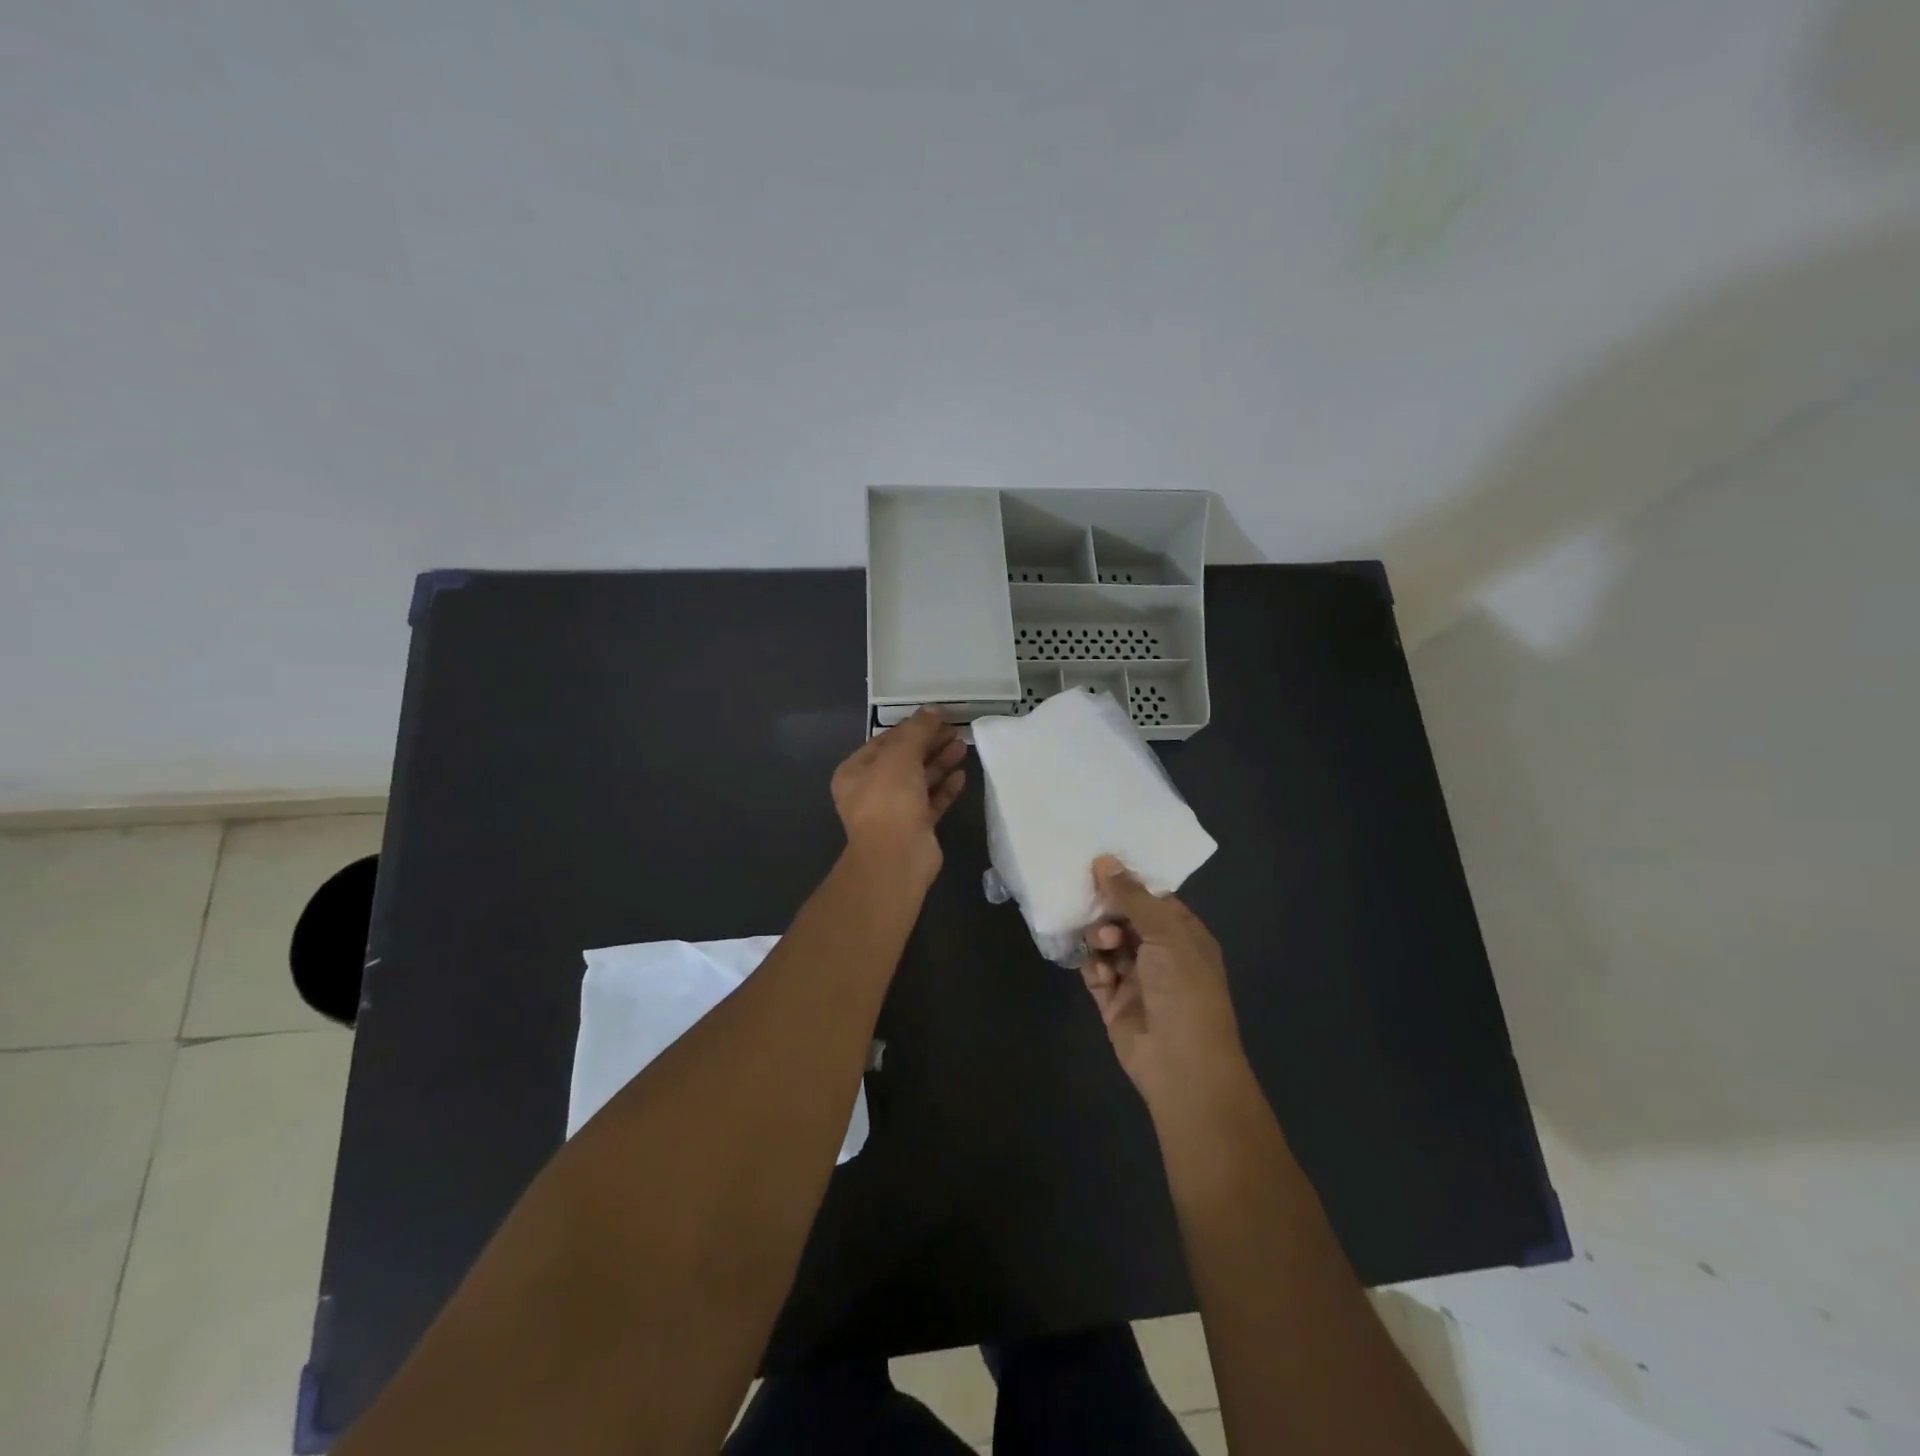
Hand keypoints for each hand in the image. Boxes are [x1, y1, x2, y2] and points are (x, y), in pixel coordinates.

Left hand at [831, 709, 966, 881]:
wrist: (896, 856)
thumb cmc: (889, 798)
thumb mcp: (901, 754)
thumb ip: (917, 730)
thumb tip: (932, 710)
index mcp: (856, 771)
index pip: (885, 741)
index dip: (911, 727)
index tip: (937, 717)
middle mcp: (871, 790)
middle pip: (904, 760)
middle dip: (929, 744)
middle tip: (955, 730)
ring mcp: (894, 811)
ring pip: (919, 780)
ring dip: (940, 763)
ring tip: (963, 746)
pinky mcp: (915, 827)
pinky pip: (931, 802)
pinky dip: (945, 788)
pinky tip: (962, 775)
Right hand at [1081, 857, 1248, 1110]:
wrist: (1181, 1066)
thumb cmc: (1184, 991)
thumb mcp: (1165, 934)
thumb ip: (1132, 897)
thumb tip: (1104, 860)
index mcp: (1183, 935)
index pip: (1152, 898)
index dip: (1127, 881)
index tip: (1098, 863)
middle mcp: (1160, 953)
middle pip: (1124, 918)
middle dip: (1107, 910)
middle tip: (1093, 906)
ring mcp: (1135, 978)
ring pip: (1106, 943)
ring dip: (1099, 938)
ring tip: (1103, 946)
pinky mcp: (1112, 1000)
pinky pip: (1094, 971)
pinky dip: (1092, 966)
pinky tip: (1097, 969)